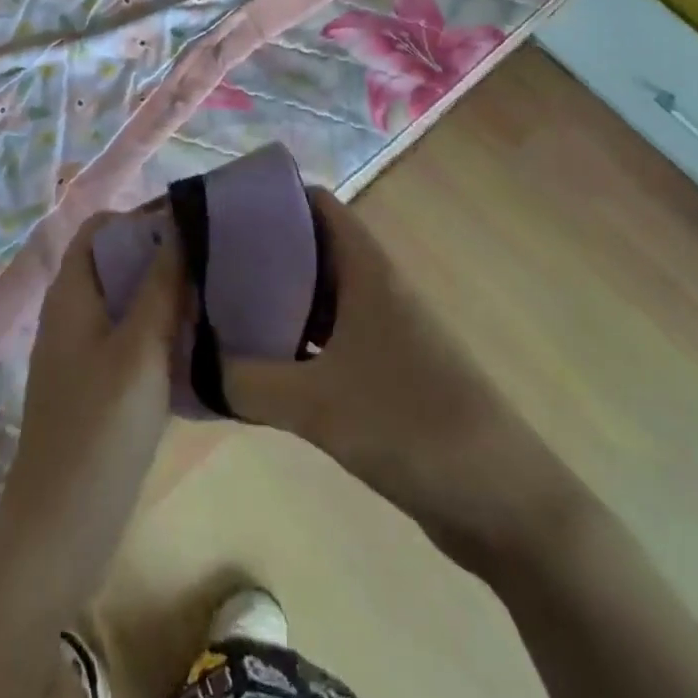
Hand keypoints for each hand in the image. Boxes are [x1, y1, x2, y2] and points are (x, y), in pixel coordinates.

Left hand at [0, 209, 184, 586]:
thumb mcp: (140, 350)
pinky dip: (158, 326)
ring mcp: (80, 348)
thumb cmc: (99, 430)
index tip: (192, 223)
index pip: (103, 227)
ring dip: (163, 290)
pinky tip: (197, 340)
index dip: (142, 216)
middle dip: (160, 251)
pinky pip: (128, 334)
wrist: (60, 529)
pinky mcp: (95, 381)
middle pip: (115, 259)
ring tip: (213, 291)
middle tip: (212, 256)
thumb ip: (160, 286)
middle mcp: (71, 311)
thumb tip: (181, 224)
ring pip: (124, 298)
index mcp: (71, 292)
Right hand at [224, 189, 583, 565]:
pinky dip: (295, 342)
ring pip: (320, 296)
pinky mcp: (386, 371)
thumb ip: (246, 381)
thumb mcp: (317, 403)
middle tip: (207, 263)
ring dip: (277, 299)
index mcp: (367, 269)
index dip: (272, 196)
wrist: (503, 501)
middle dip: (262, 250)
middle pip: (312, 248)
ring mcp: (384, 330)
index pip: (317, 204)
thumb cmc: (410, 424)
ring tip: (221, 306)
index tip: (222, 209)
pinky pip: (329, 339)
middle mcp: (375, 287)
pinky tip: (260, 362)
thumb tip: (194, 364)